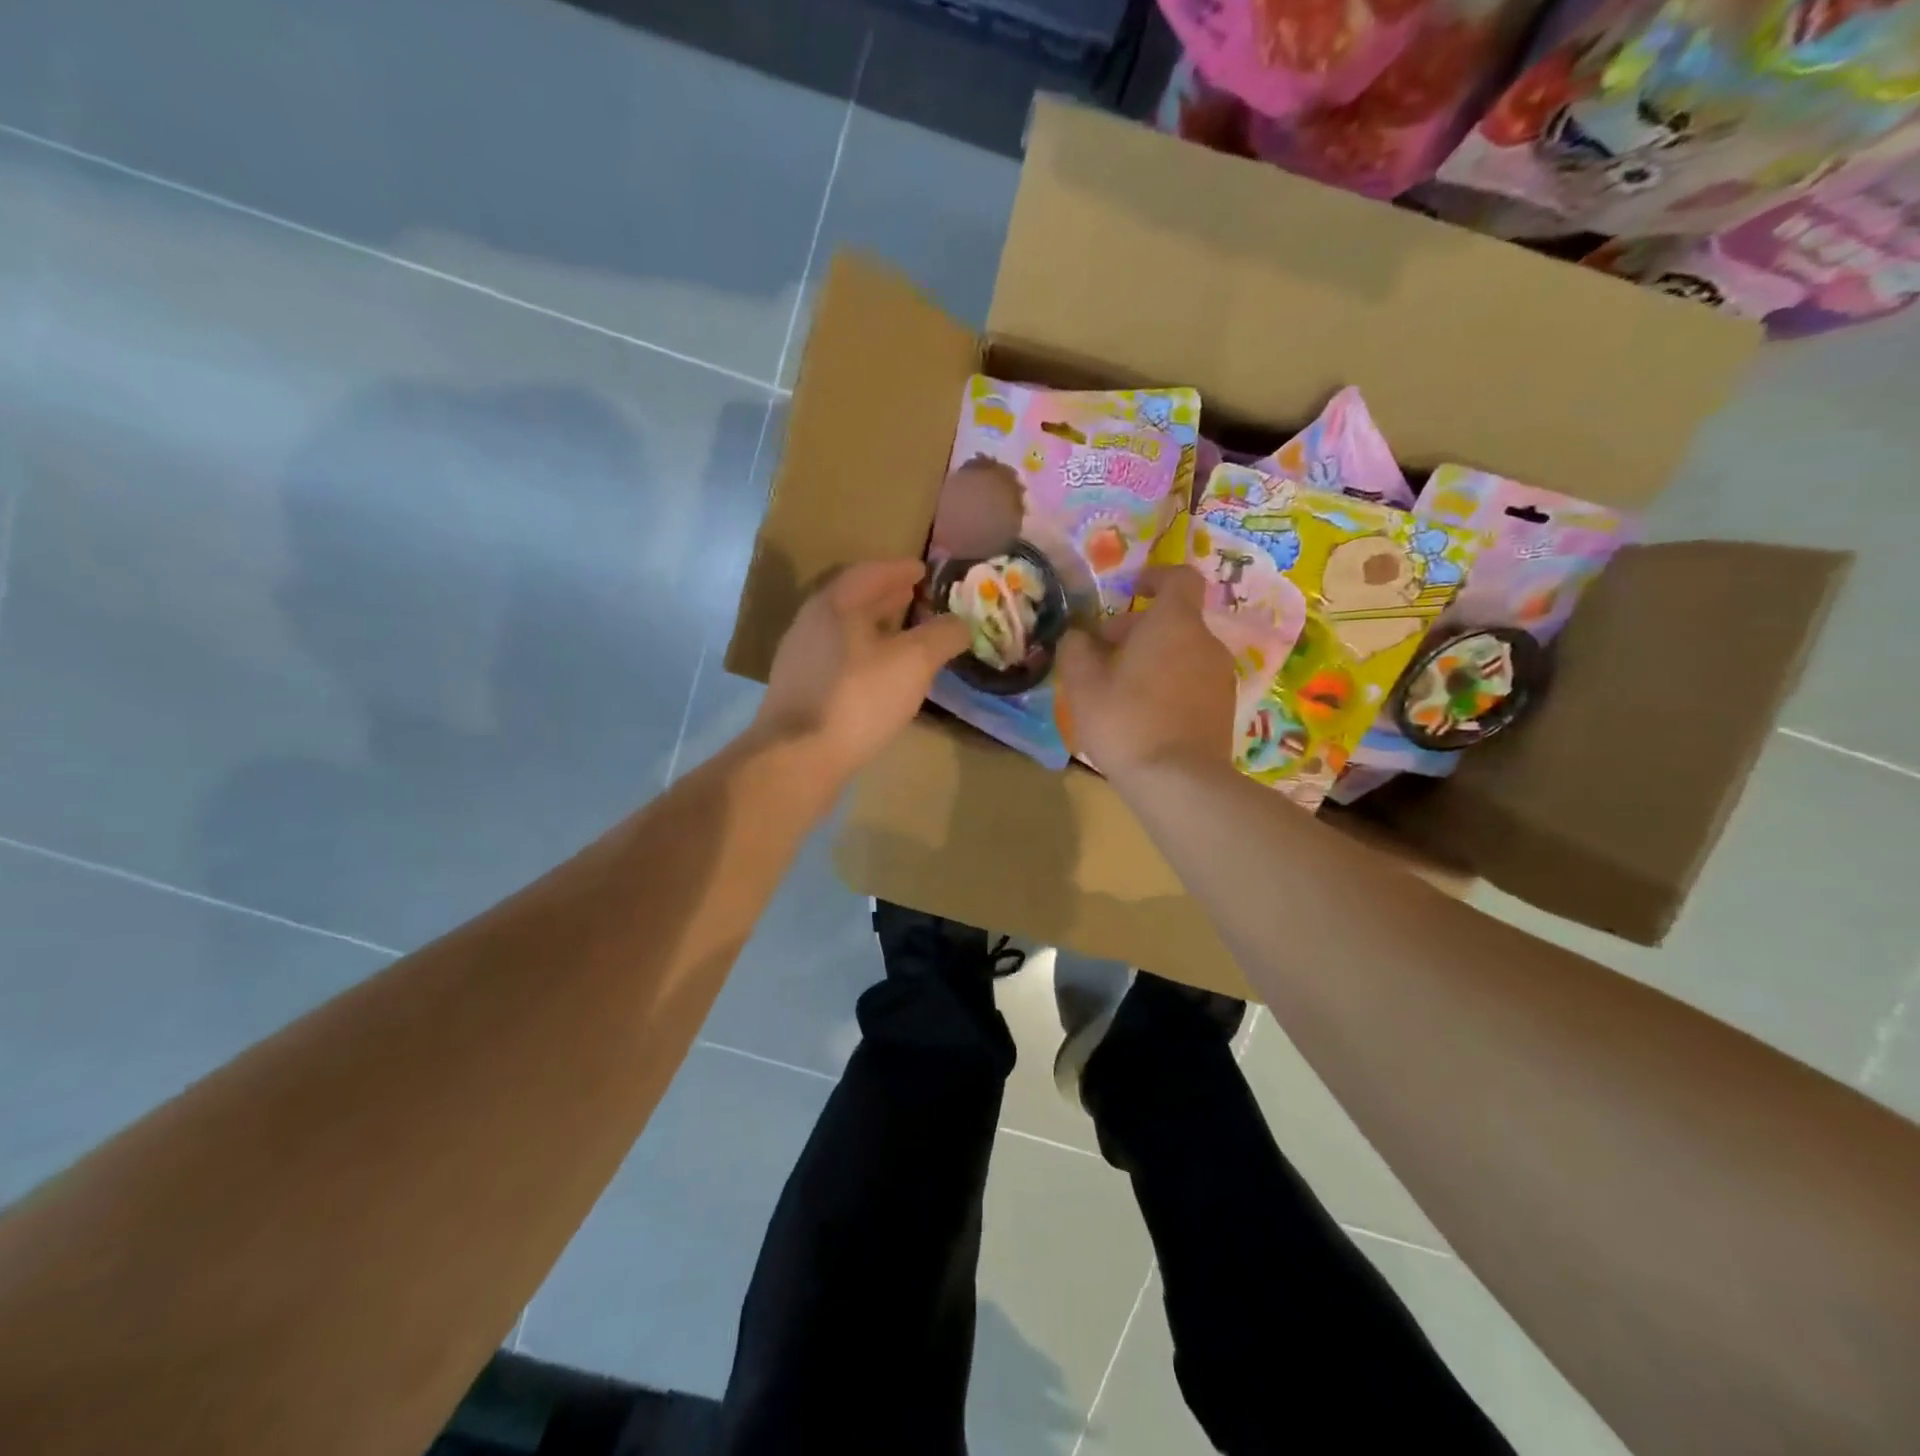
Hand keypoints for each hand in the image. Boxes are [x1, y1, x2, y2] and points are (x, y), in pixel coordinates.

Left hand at [754, 559, 969, 782]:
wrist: (798, 759)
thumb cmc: (858, 699)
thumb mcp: (913, 662)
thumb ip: (942, 636)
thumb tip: (962, 622)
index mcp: (834, 605)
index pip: (869, 573)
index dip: (899, 569)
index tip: (923, 569)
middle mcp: (811, 625)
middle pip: (853, 601)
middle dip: (887, 597)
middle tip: (916, 596)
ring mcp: (801, 660)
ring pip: (845, 632)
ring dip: (876, 627)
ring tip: (905, 635)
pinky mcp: (801, 692)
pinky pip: (839, 660)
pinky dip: (865, 655)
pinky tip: (882, 675)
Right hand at [1057, 563, 1235, 780]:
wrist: (1179, 783)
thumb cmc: (1126, 721)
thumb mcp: (1083, 684)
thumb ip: (1076, 649)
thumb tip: (1078, 635)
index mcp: (1175, 623)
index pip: (1180, 578)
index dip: (1156, 576)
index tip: (1131, 589)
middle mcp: (1206, 642)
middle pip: (1174, 620)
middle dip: (1137, 629)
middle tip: (1101, 656)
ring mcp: (1220, 677)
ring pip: (1182, 653)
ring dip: (1152, 659)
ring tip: (1117, 690)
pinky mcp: (1223, 709)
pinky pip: (1192, 681)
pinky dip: (1168, 685)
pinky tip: (1142, 715)